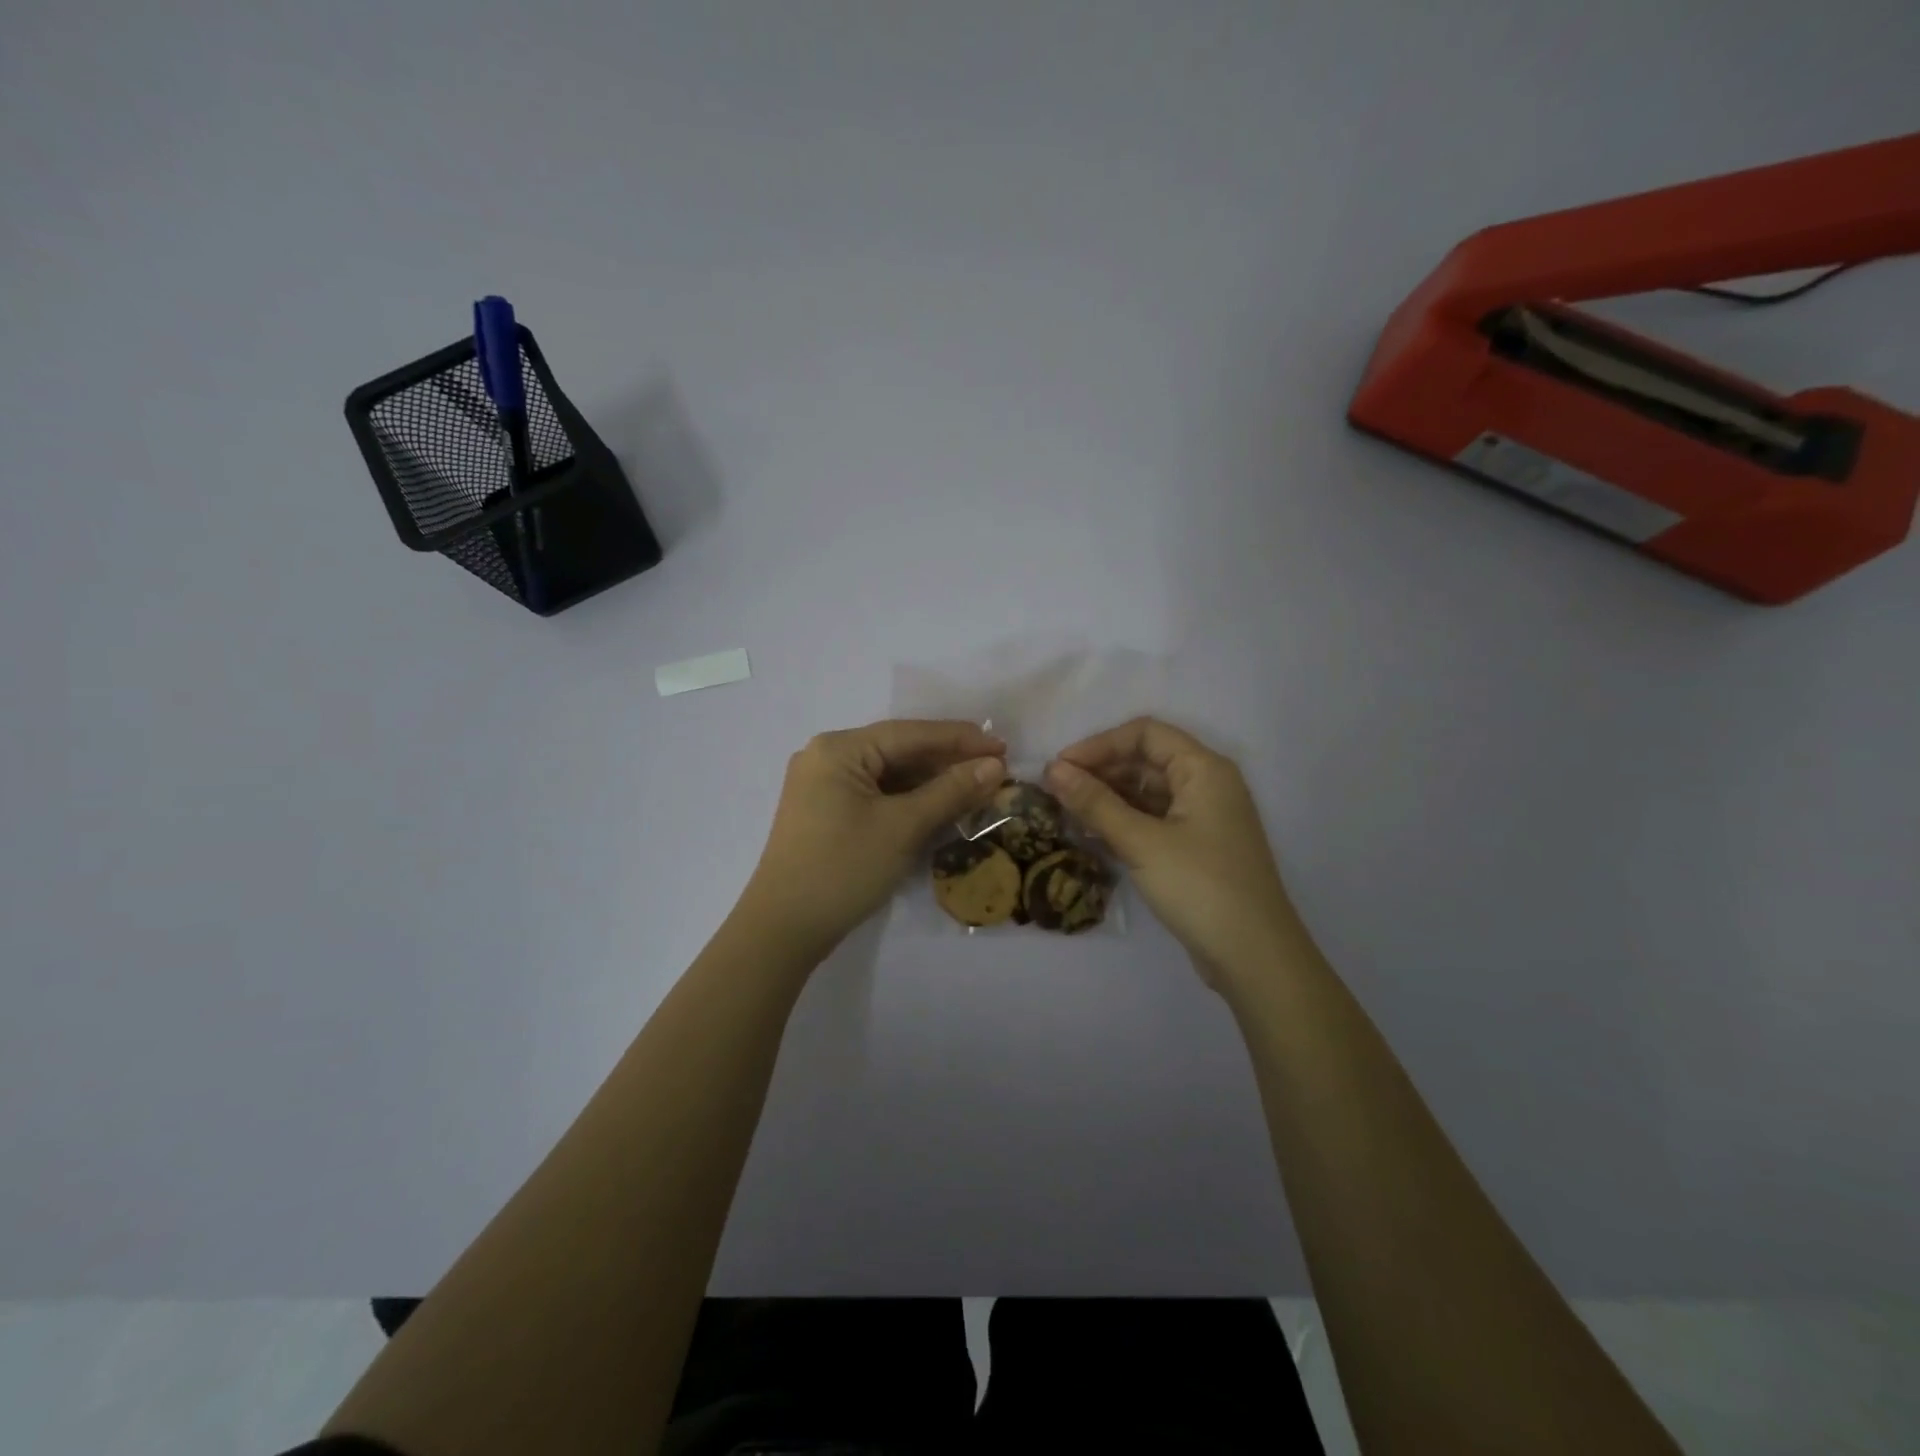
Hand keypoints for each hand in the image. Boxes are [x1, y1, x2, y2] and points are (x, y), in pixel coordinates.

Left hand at [739, 719, 1005, 958]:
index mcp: (838, 749)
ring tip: (976, 787)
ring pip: (889, 775)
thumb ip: (950, 791)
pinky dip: (909, 800)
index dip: (959, 739)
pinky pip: (876, 795)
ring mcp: (823, 786)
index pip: (909, 734)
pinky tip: (941, 806)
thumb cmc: (843, 869)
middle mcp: (827, 757)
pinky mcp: (826, 813)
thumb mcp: (903, 827)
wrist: (783, 930)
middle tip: (995, 768)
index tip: (1002, 746)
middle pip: (898, 751)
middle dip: (947, 761)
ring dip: (931, 782)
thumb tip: (995, 766)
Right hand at [1046, 718, 1298, 984]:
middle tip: (1056, 792)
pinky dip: (1123, 821)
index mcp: (1204, 769)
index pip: (1145, 734)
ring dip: (1108, 798)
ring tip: (1067, 813)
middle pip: (1146, 760)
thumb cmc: (1200, 887)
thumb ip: (1095, 802)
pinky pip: (1153, 819)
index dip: (1100, 744)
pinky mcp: (1196, 847)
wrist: (1254, 957)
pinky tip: (1092, 834)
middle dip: (1100, 771)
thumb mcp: (1141, 842)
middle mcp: (1207, 784)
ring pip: (1147, 792)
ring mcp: (1203, 818)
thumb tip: (1053, 769)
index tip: (1061, 767)